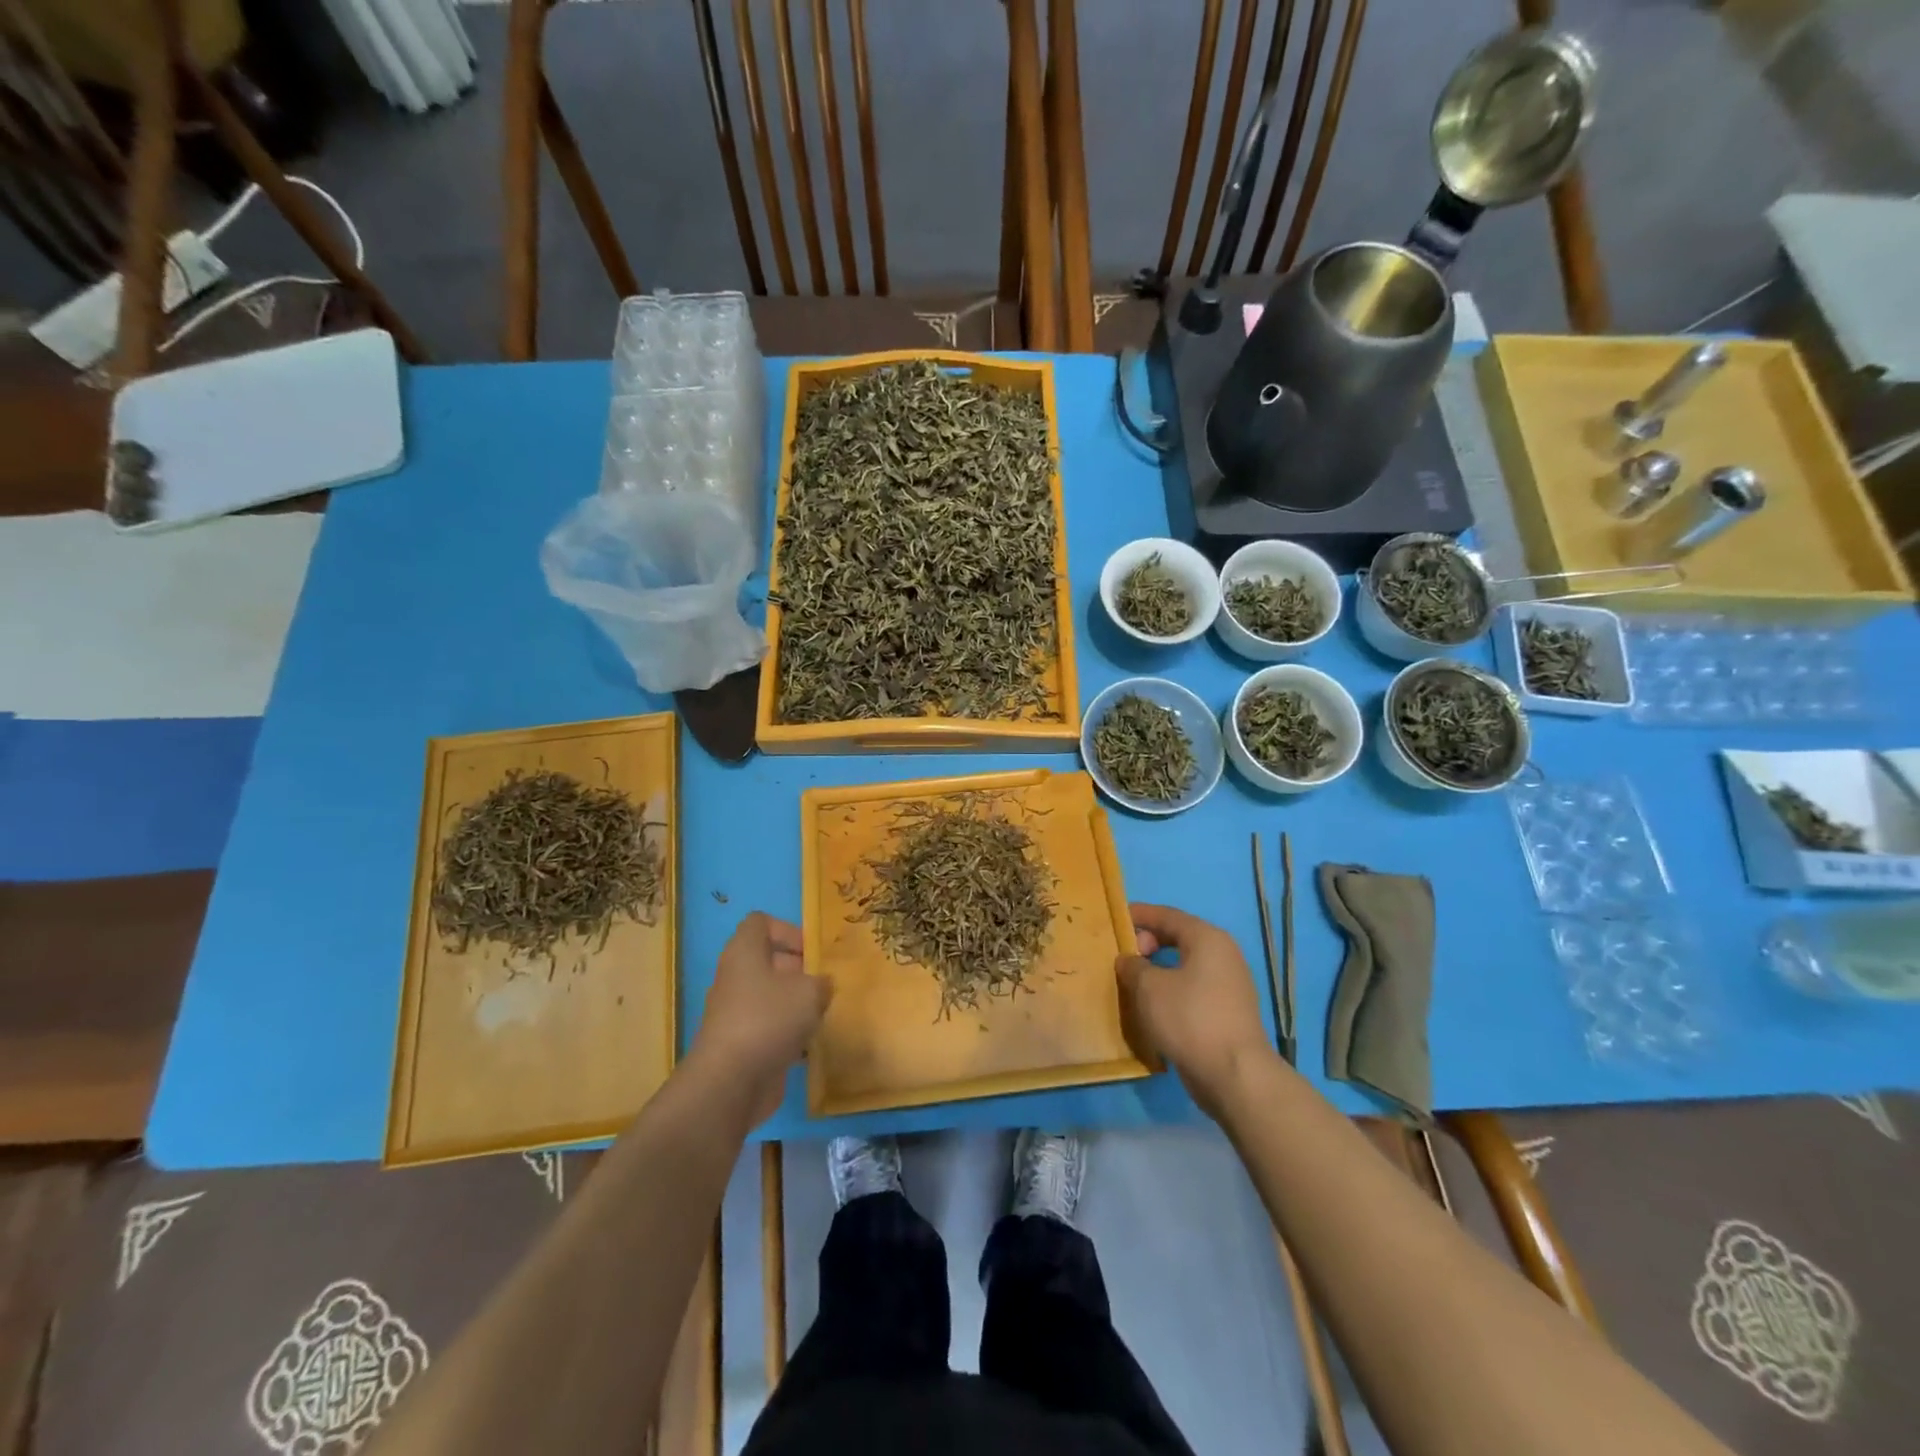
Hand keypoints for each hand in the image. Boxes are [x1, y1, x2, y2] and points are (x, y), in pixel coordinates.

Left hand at [690, 912, 830, 1126]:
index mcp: (744, 953)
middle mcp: (735, 978)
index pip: (760, 923)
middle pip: (767, 961)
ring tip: (822, 1014)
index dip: (788, 930)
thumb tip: (822, 985)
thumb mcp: (810, 992)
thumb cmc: (768, 1020)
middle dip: (798, 970)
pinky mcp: (740, 1044)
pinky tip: (810, 1045)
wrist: (730, 1084)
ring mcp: (735, 1013)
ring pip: (769, 996)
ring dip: (795, 1004)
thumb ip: (821, 982)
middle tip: (824, 983)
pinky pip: (769, 1027)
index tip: (812, 951)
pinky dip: (788, 1033)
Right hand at [1117, 903, 1275, 1113]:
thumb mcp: (1148, 987)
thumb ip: (1133, 966)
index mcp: (1207, 939)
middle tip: (1124, 956)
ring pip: (1186, 966)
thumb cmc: (1189, 1018)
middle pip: (1179, 938)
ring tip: (1133, 982)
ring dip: (1158, 970)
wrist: (1235, 1075)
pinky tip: (1154, 1006)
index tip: (1115, 919)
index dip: (1140, 915)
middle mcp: (1224, 955)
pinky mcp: (1228, 1012)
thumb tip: (1129, 960)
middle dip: (1148, 942)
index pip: (1168, 915)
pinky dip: (1172, 990)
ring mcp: (1230, 985)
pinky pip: (1193, 989)